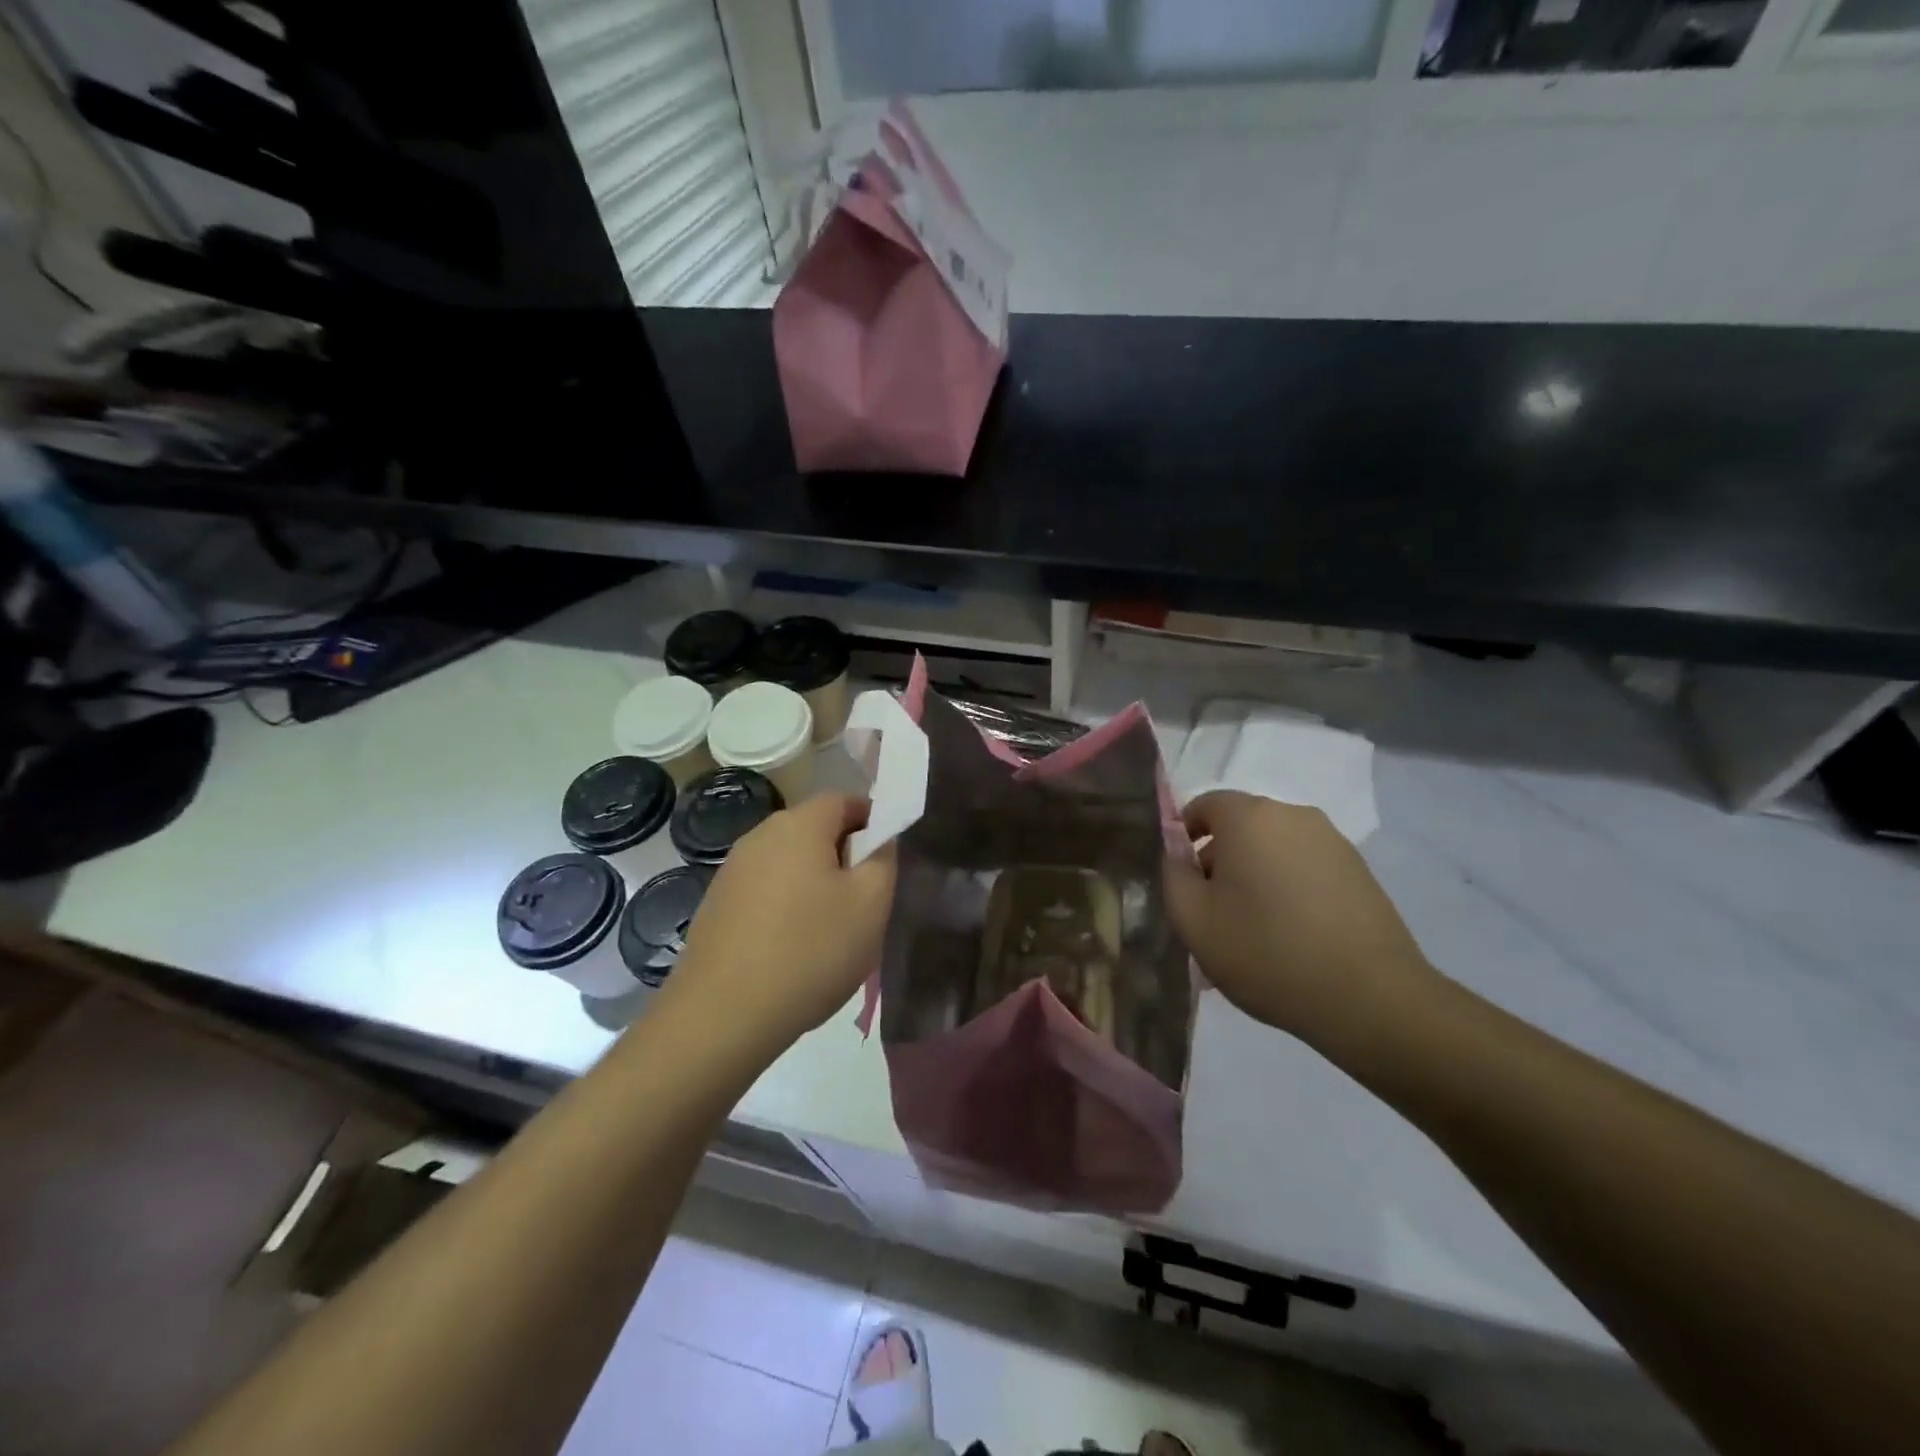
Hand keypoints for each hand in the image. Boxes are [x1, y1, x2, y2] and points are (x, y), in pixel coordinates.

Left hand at [666, 793, 895, 1064]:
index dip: (873, 822)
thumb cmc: (809, 950)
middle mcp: (759, 836)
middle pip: (814, 830)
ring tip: (832, 930)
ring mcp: (731, 872)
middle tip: (866, 900)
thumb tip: (880, 839)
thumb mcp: (871, 904)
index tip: (888, 860)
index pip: (844, 800)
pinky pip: (765, 892)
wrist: (721, 1016)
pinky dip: (786, 908)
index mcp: (798, 824)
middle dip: (844, 856)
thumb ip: (884, 859)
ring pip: (789, 863)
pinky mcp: (715, 906)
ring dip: (815, 884)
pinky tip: (793, 950)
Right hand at [1163, 790, 1436, 1050]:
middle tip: (1213, 912)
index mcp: (1249, 817)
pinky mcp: (1359, 870)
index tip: (1183, 882)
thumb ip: (1172, 874)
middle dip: (1220, 860)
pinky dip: (1290, 888)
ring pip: (1275, 848)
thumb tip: (1176, 851)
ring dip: (1256, 875)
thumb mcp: (1193, 920)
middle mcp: (1293, 815)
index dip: (1183, 839)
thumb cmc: (1266, 952)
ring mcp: (1332, 841)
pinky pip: (1306, 867)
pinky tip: (1293, 935)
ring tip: (1255, 929)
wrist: (1370, 998)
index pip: (1202, 805)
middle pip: (1240, 826)